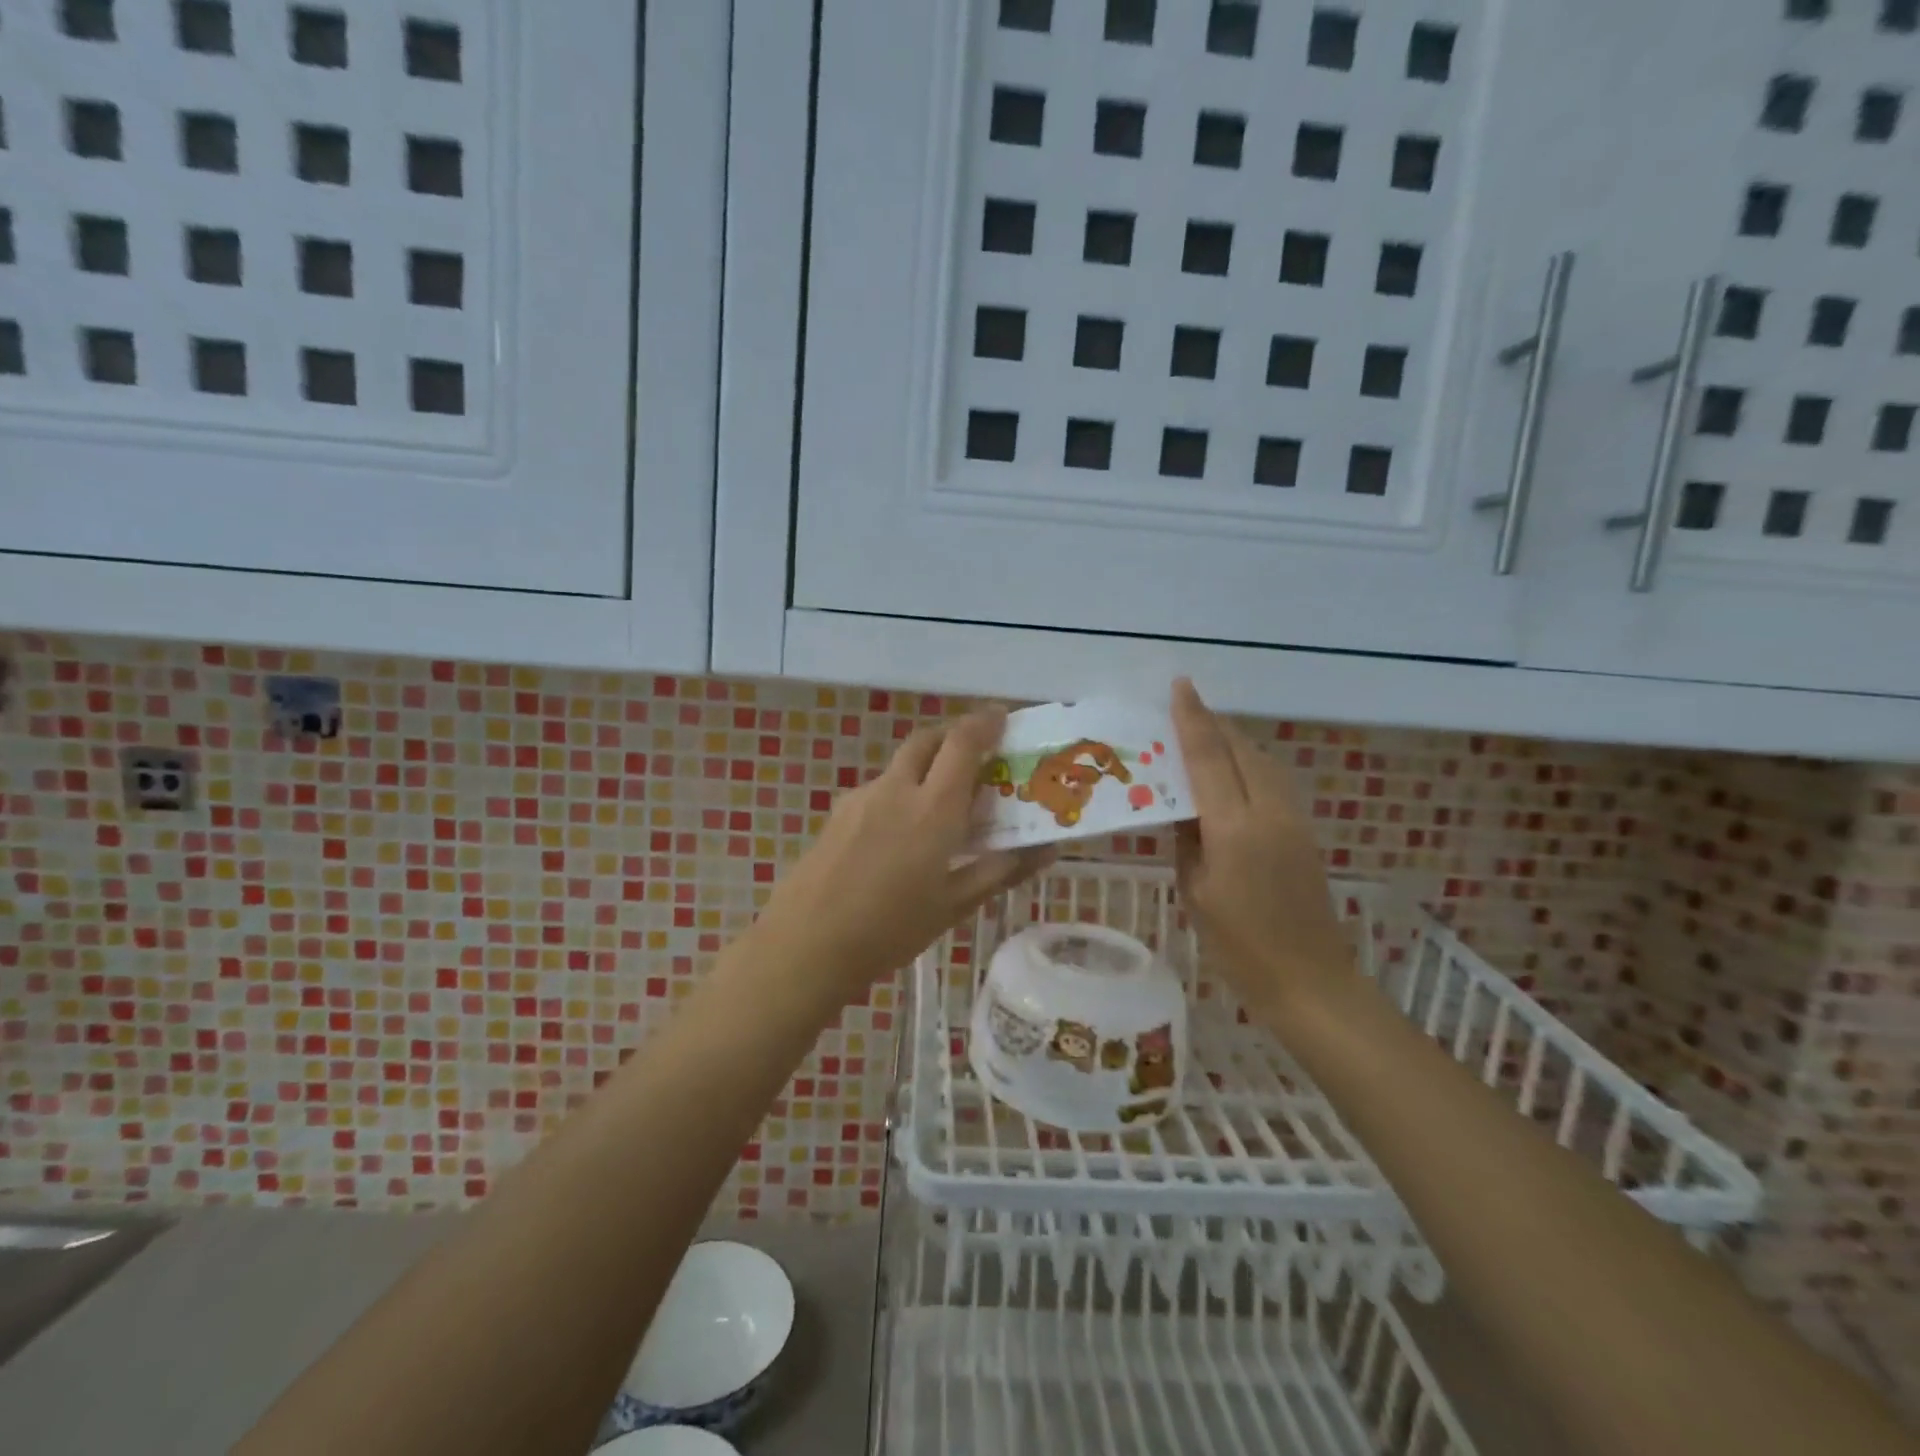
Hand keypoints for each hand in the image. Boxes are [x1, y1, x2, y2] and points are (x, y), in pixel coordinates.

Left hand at [751, 708, 1053, 1005]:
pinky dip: (902, 790)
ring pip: (901, 763)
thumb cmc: (890, 929)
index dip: (986, 722)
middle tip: (977, 750)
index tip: (1004, 716)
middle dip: (955, 733)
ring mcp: (862, 797)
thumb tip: (1047, 849)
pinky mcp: (838, 812)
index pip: (963, 743)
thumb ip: (1001, 870)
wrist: (806, 944)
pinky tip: (902, 832)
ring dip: (927, 763)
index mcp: (932, 808)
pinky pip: (880, 788)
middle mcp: (896, 789)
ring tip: (942, 799)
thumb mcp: (953, 905)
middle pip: (928, 738)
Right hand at [1170, 679, 1356, 1017]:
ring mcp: (1293, 819)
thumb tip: (1178, 807)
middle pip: (1240, 750)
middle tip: (1182, 710)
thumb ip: (1185, 840)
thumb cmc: (1238, 945)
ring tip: (1203, 735)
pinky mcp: (1305, 831)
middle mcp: (1269, 812)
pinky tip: (1231, 772)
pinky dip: (1248, 764)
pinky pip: (1273, 780)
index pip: (1208, 758)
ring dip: (1233, 741)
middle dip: (1213, 724)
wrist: (1309, 981)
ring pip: (1262, 761)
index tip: (1180, 686)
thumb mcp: (1194, 891)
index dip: (1192, 719)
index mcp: (1234, 828)